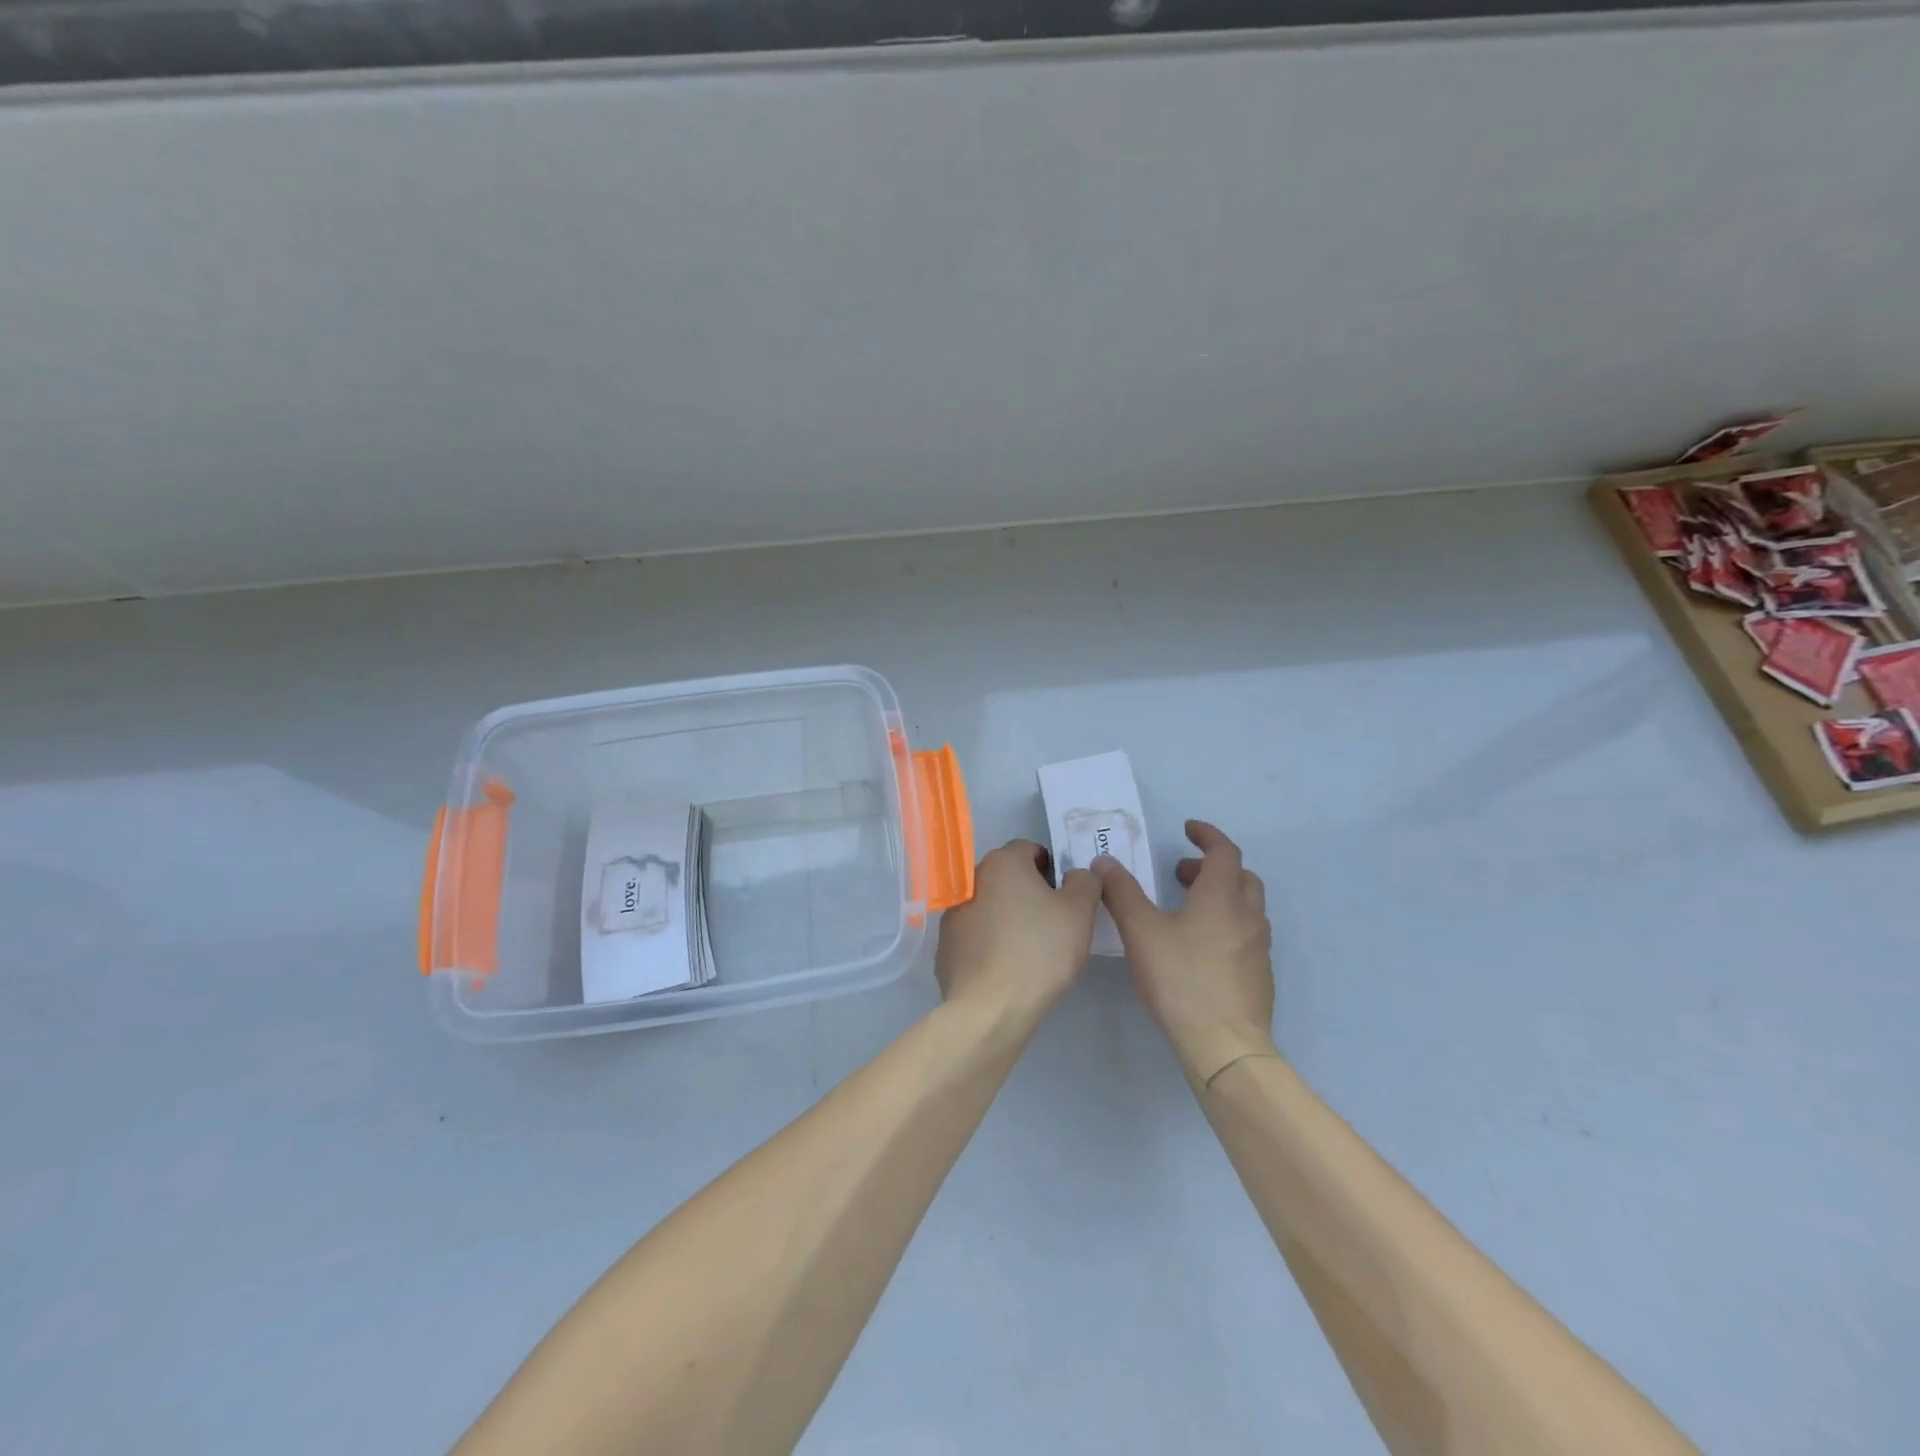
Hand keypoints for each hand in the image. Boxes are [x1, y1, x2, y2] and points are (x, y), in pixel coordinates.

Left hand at [935, 840, 1100, 1024]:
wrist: (991, 1007)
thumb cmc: (1040, 951)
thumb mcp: (1079, 912)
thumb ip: (1084, 882)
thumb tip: (1075, 875)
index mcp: (1002, 863)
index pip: (1030, 849)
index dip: (1051, 869)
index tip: (1065, 897)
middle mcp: (971, 879)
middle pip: (1007, 876)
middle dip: (1028, 892)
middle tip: (1051, 923)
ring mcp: (953, 913)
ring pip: (989, 905)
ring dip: (1006, 916)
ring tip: (1027, 950)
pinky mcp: (945, 945)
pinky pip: (974, 934)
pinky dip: (988, 942)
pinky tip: (1004, 968)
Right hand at [1092, 820, 1274, 1083]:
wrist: (1225, 1045)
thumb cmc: (1181, 980)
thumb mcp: (1141, 931)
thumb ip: (1122, 893)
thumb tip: (1104, 862)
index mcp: (1222, 897)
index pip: (1224, 851)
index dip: (1207, 835)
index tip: (1187, 829)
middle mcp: (1247, 916)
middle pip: (1241, 876)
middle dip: (1211, 867)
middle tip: (1180, 874)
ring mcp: (1258, 948)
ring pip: (1246, 907)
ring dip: (1221, 895)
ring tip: (1187, 909)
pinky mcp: (1259, 976)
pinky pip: (1247, 935)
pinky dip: (1226, 924)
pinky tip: (1200, 948)